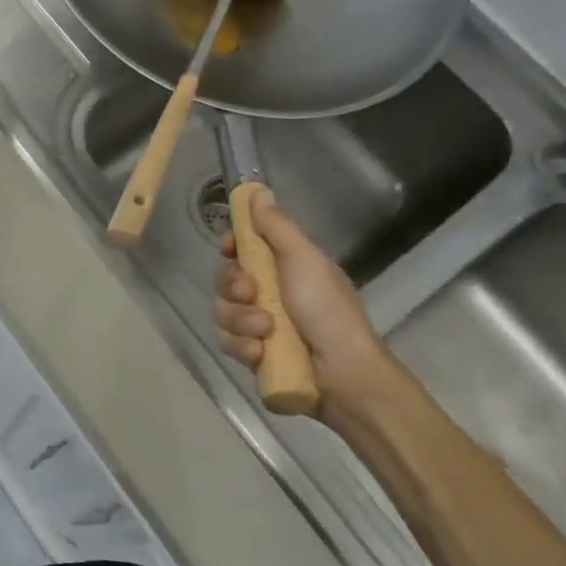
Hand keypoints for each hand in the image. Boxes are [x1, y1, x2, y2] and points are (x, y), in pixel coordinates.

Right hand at [214, 188, 393, 409]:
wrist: (342, 374)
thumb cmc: (327, 310)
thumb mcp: (304, 260)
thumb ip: (276, 227)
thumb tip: (257, 190)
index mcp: (283, 268)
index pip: (243, 249)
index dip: (232, 247)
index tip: (229, 248)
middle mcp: (268, 294)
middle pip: (225, 280)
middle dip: (233, 287)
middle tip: (252, 295)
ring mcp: (258, 326)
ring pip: (223, 312)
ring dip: (242, 321)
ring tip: (267, 332)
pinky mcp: (252, 355)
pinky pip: (228, 342)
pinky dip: (244, 347)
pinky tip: (261, 354)